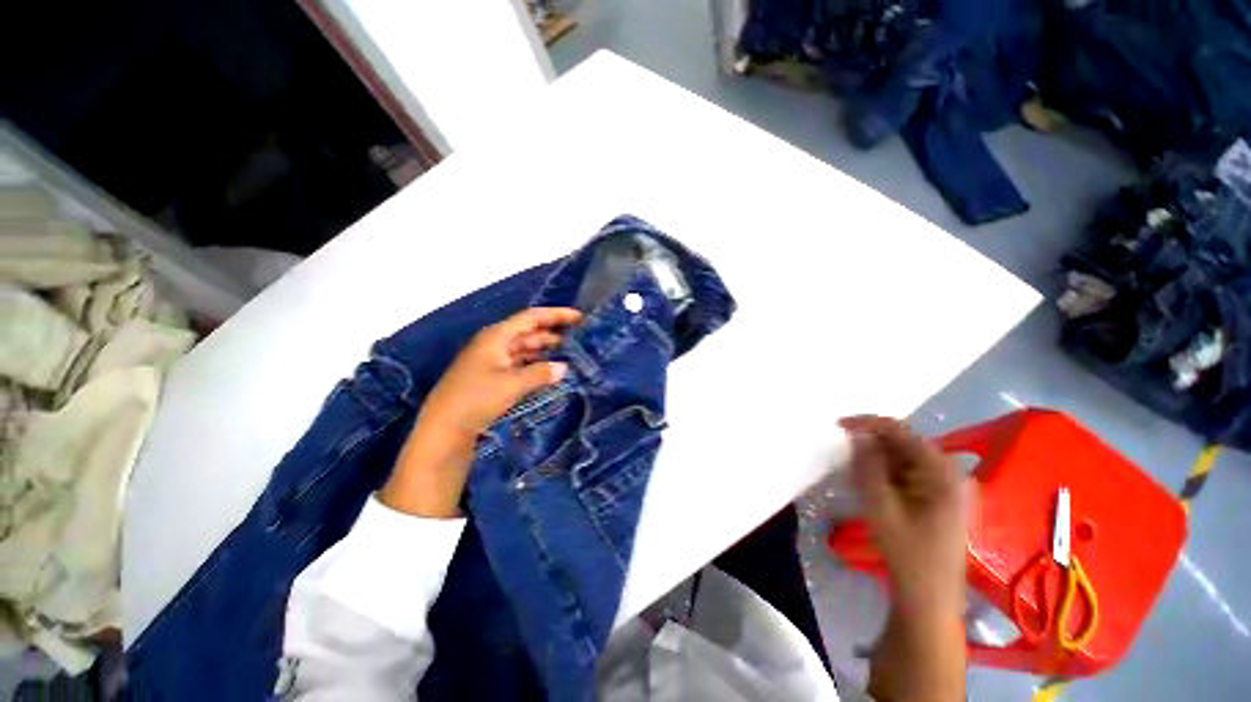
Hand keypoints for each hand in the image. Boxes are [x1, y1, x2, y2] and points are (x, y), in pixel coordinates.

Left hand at [416, 306, 582, 442]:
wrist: (444, 428)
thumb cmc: (477, 398)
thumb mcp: (512, 384)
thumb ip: (541, 373)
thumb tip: (563, 368)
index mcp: (497, 336)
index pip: (532, 317)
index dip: (556, 315)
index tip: (579, 318)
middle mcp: (495, 343)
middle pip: (529, 332)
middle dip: (553, 333)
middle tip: (578, 338)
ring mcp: (492, 360)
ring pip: (525, 349)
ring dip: (545, 350)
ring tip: (569, 354)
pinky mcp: (492, 377)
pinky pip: (520, 364)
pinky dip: (535, 365)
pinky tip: (549, 371)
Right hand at [840, 416, 967, 619]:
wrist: (929, 598)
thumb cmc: (906, 552)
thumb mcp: (880, 506)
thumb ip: (868, 466)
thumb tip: (858, 435)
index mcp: (943, 473)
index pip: (902, 432)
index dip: (869, 424)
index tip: (839, 424)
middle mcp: (951, 474)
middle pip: (906, 443)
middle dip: (873, 442)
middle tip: (843, 446)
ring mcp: (948, 487)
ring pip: (906, 458)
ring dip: (879, 458)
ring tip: (853, 465)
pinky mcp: (940, 498)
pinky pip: (910, 473)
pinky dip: (888, 472)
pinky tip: (871, 481)